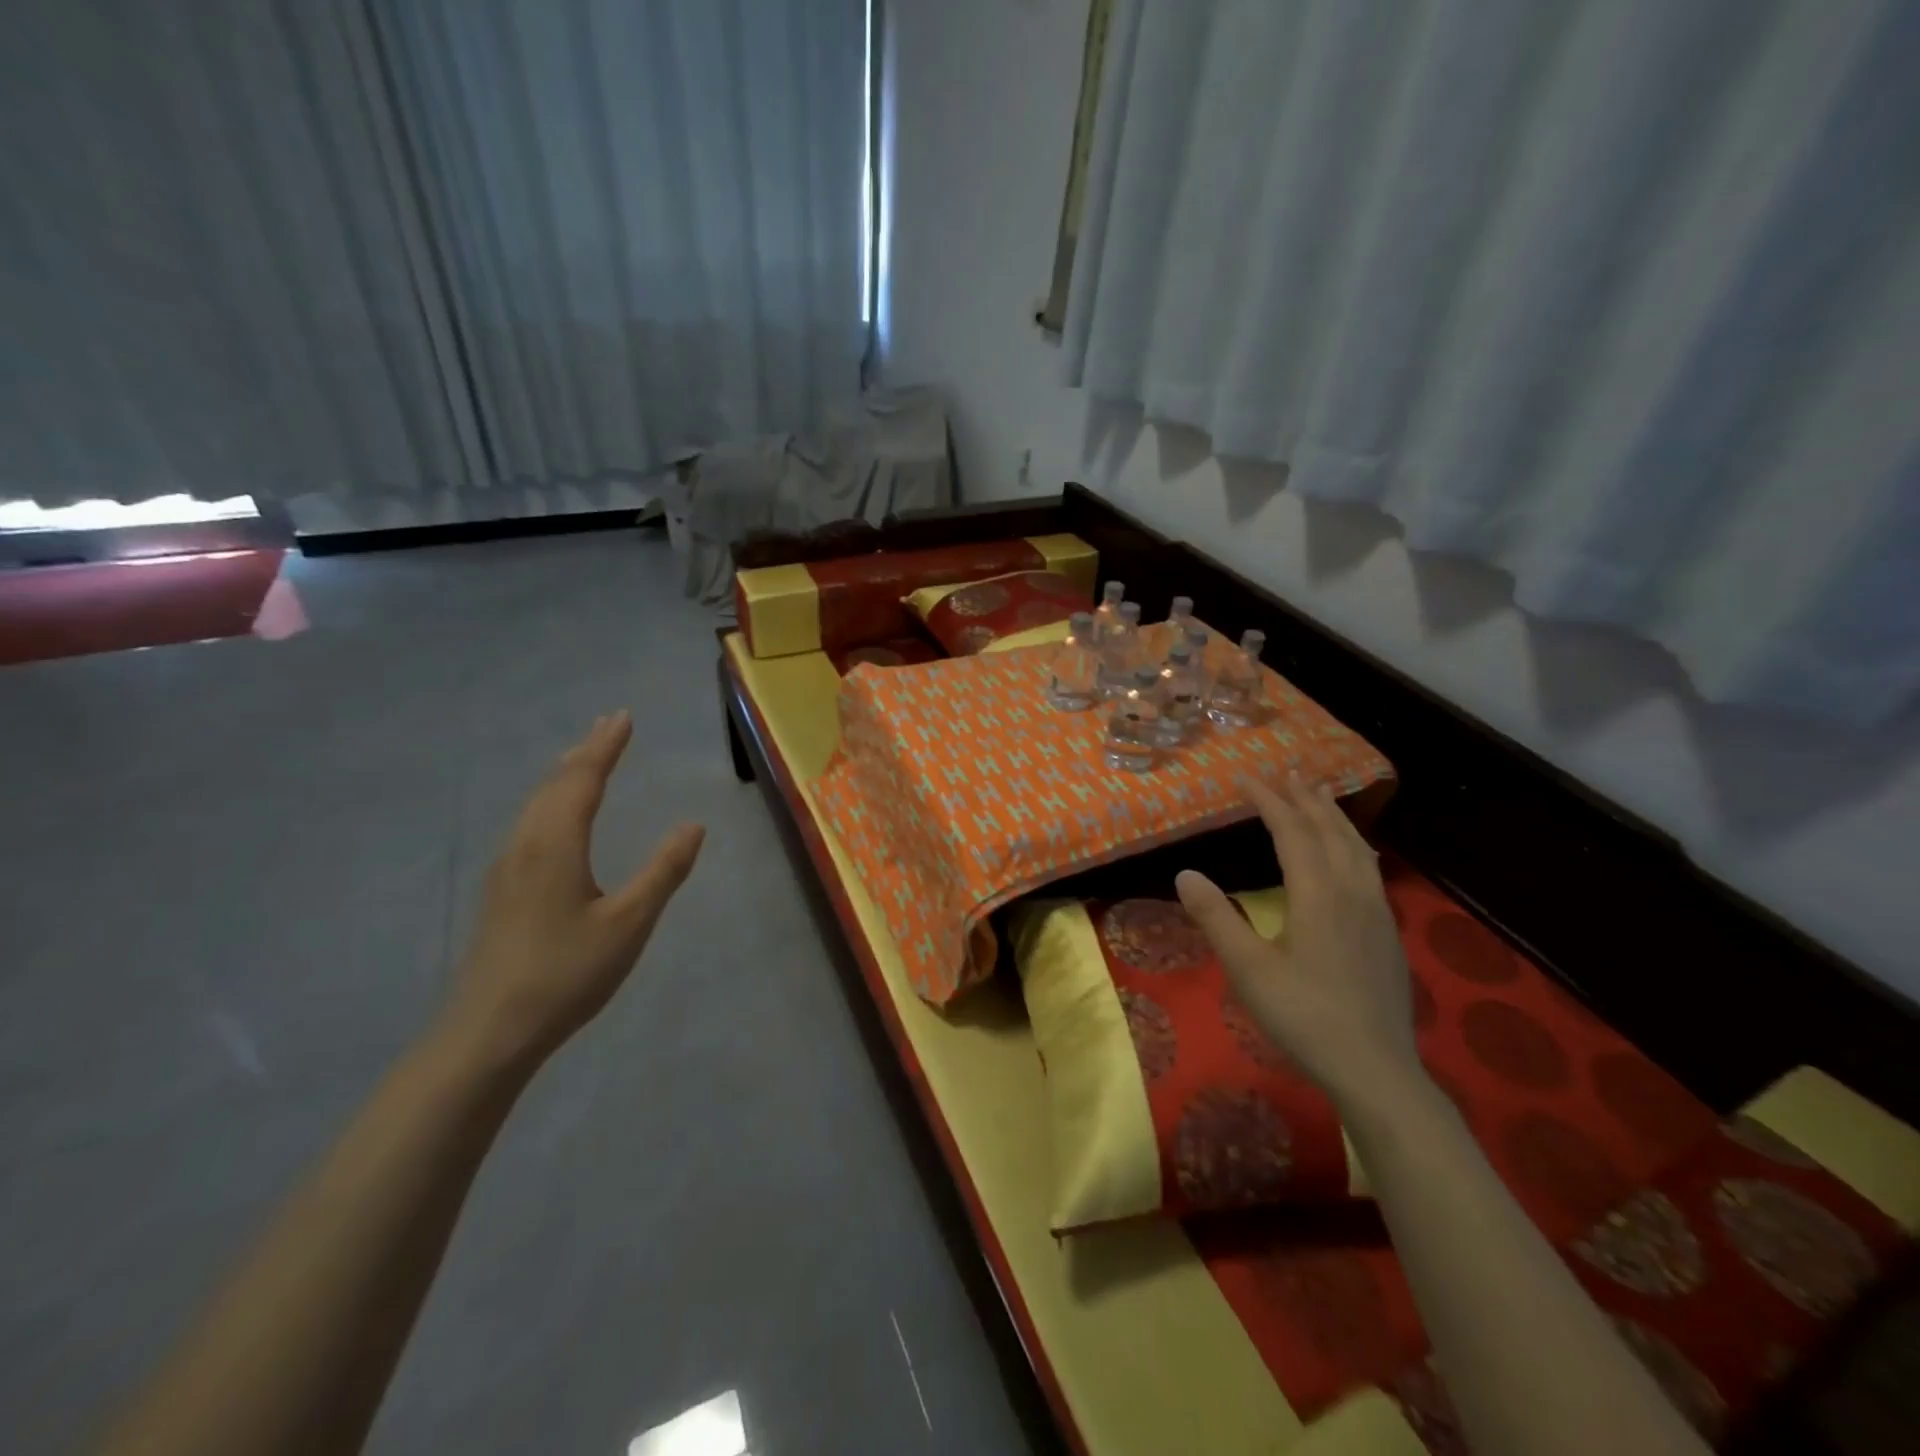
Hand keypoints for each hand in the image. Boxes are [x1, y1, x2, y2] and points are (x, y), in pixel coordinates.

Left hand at [441, 712, 704, 1069]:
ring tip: (584, 757)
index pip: (583, 779)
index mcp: (555, 844)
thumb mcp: (629, 923)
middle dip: (585, 751)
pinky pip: (529, 823)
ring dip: (564, 774)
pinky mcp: (500, 890)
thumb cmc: (566, 973)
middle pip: (554, 783)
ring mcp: (506, 868)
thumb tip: (693, 826)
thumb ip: (663, 871)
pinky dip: (550, 800)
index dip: (606, 746)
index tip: (624, 716)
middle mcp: (525, 845)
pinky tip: (554, 816)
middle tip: (609, 724)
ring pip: (536, 803)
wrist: (488, 1031)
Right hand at [1175, 775, 1420, 1112]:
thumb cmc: (1304, 1017)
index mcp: (1317, 895)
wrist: (1376, 1070)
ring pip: (1356, 847)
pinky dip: (1353, 844)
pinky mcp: (1387, 933)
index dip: (1268, 801)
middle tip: (1287, 771)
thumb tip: (1185, 873)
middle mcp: (1351, 892)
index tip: (1246, 777)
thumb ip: (1216, 918)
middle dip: (1306, 798)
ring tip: (1321, 796)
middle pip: (1329, 831)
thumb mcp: (1247, 969)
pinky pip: (1369, 868)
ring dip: (1334, 816)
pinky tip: (1352, 854)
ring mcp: (1376, 912)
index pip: (1291, 832)